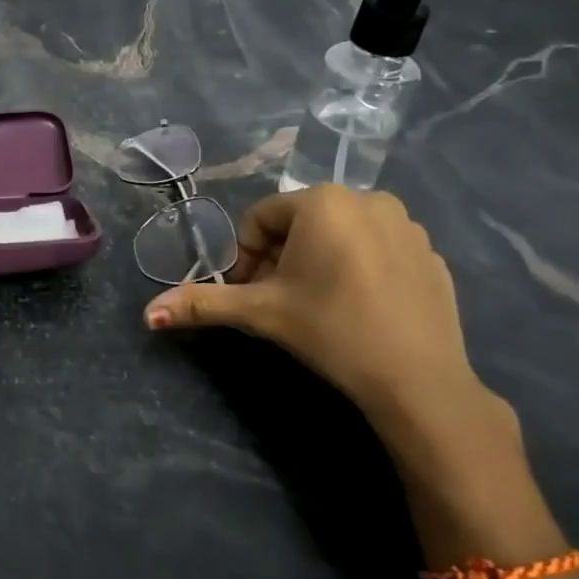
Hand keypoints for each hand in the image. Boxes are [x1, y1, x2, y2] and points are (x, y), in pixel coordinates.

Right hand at [143, 185, 516, 465]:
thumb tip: (147, 314)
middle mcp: (368, 198)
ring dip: (317, 262)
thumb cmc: (330, 329)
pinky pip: (377, 250)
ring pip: (339, 235)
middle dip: (280, 259)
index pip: (261, 219)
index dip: (246, 257)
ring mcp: (408, 225)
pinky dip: (358, 269)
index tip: (250, 294)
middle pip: (300, 224)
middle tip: (279, 302)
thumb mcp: (260, 313)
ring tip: (317, 306)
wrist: (417, 380)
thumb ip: (202, 304)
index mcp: (323, 201)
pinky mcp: (432, 254)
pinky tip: (358, 308)